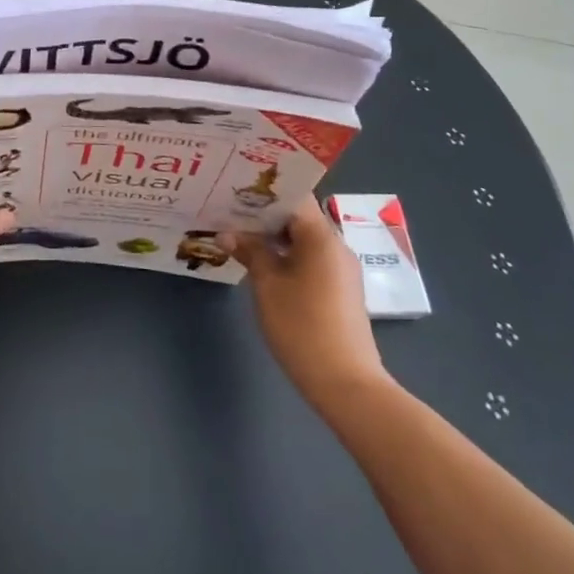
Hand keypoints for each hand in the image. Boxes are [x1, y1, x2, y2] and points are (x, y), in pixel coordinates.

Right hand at [220, 197, 386, 409]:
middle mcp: (336, 245)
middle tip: (228, 212)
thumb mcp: (267, 285)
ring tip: (238, 236)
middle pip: (298, 217)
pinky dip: (286, 256)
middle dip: (263, 215)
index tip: (234, 190)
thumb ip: (249, 252)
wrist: (346, 383)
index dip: (264, 192)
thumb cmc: (302, 326)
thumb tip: (227, 233)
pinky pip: (310, 260)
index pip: (293, 197)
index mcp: (321, 236)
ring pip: (303, 240)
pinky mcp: (340, 291)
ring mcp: (341, 270)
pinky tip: (262, 265)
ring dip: (273, 238)